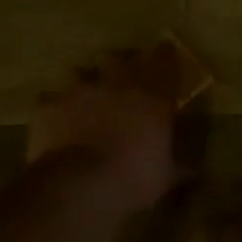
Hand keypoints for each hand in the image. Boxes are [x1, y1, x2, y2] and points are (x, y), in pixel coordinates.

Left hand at [27, 44, 181, 211]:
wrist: (79, 186)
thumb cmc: (134, 178)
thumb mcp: (166, 177)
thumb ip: (178, 166)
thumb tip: (193, 170)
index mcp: (152, 95)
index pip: (164, 59)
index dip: (164, 56)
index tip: (165, 56)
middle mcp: (116, 83)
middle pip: (117, 58)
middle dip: (118, 66)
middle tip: (119, 81)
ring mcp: (78, 90)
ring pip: (80, 72)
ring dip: (84, 83)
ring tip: (84, 99)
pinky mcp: (48, 105)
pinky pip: (49, 99)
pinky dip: (54, 108)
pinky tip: (55, 121)